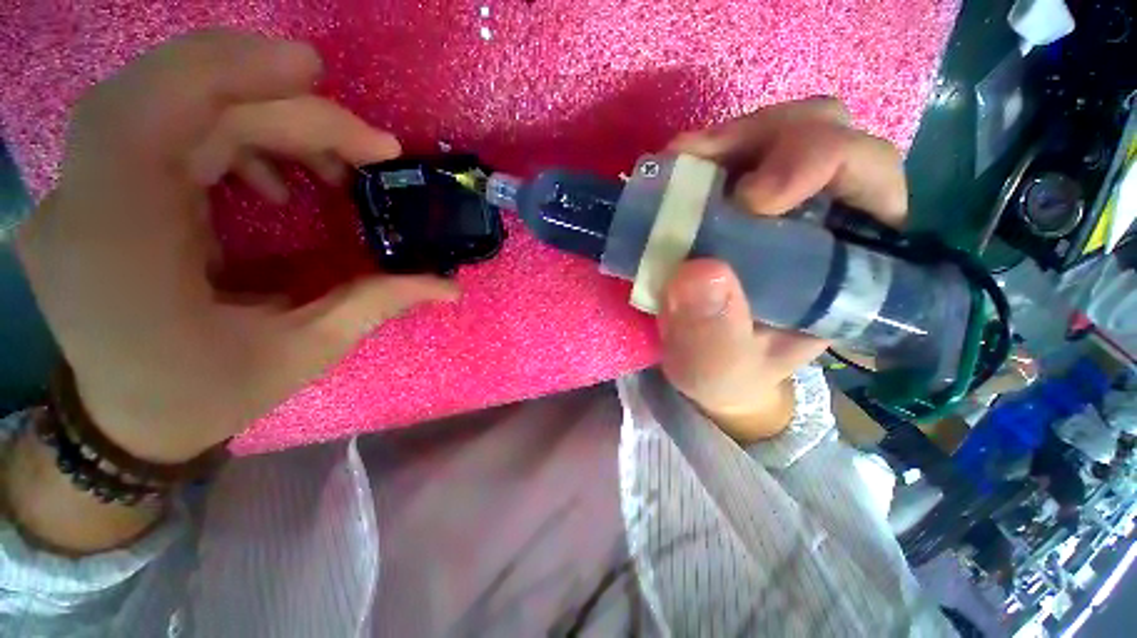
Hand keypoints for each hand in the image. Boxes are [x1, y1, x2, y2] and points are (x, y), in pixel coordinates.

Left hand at [16, 30, 455, 462]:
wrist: (126, 421)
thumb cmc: (206, 395)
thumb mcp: (303, 354)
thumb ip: (375, 305)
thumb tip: (447, 285)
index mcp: (119, 253)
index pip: (147, 116)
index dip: (227, 70)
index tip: (316, 74)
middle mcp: (84, 207)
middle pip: (177, 101)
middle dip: (283, 108)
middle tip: (367, 146)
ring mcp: (81, 193)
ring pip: (171, 105)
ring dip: (265, 119)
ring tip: (334, 165)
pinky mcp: (98, 190)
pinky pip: (165, 130)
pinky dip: (233, 134)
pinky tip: (275, 178)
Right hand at [659, 98, 907, 442]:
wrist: (705, 360)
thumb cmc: (726, 370)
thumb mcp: (718, 369)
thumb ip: (713, 338)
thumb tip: (697, 272)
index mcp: (846, 262)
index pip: (871, 179)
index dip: (821, 164)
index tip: (749, 202)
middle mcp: (823, 216)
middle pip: (827, 133)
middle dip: (768, 141)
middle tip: (701, 170)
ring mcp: (777, 198)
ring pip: (779, 129)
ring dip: (727, 141)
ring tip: (679, 168)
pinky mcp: (735, 196)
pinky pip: (729, 150)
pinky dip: (699, 153)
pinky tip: (671, 173)